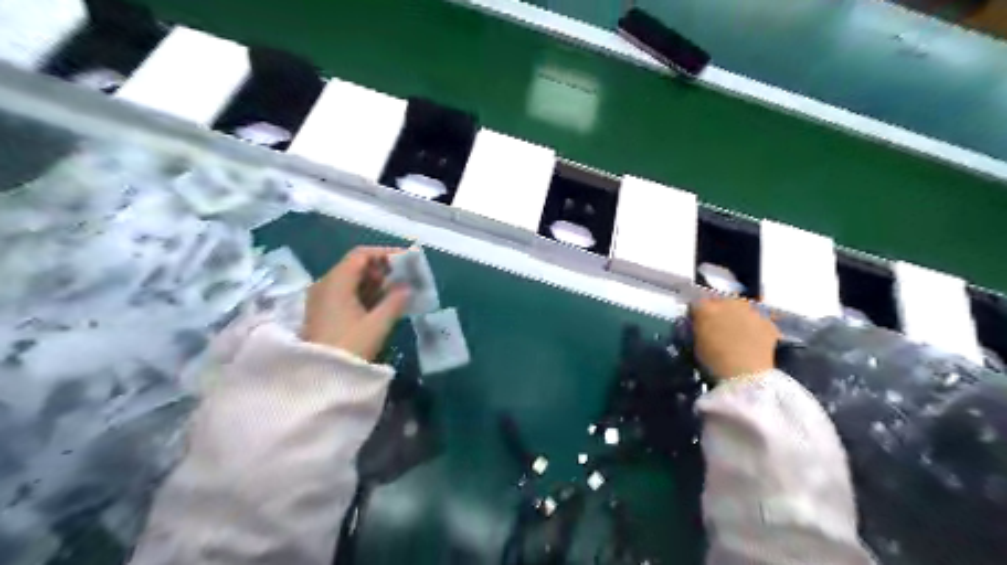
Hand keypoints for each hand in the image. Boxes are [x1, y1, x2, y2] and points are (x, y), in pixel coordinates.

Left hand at [301, 248, 410, 361]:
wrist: (319, 378)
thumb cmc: (350, 347)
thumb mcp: (378, 324)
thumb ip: (395, 302)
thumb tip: (407, 287)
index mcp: (336, 282)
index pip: (361, 255)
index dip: (385, 254)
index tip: (406, 260)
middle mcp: (325, 285)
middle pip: (354, 265)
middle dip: (381, 268)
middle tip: (404, 278)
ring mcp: (321, 299)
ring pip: (350, 280)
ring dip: (374, 282)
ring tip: (397, 291)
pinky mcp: (323, 312)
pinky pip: (345, 293)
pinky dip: (364, 293)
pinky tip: (381, 304)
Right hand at [693, 298, 777, 381]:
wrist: (745, 375)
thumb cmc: (713, 362)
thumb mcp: (696, 344)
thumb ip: (698, 328)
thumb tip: (701, 324)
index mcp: (705, 308)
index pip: (696, 304)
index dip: (697, 314)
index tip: (697, 324)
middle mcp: (728, 303)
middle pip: (721, 301)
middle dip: (719, 311)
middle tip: (718, 328)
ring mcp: (750, 311)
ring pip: (741, 308)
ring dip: (738, 317)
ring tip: (737, 334)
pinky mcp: (768, 322)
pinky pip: (758, 320)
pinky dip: (755, 328)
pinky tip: (753, 341)